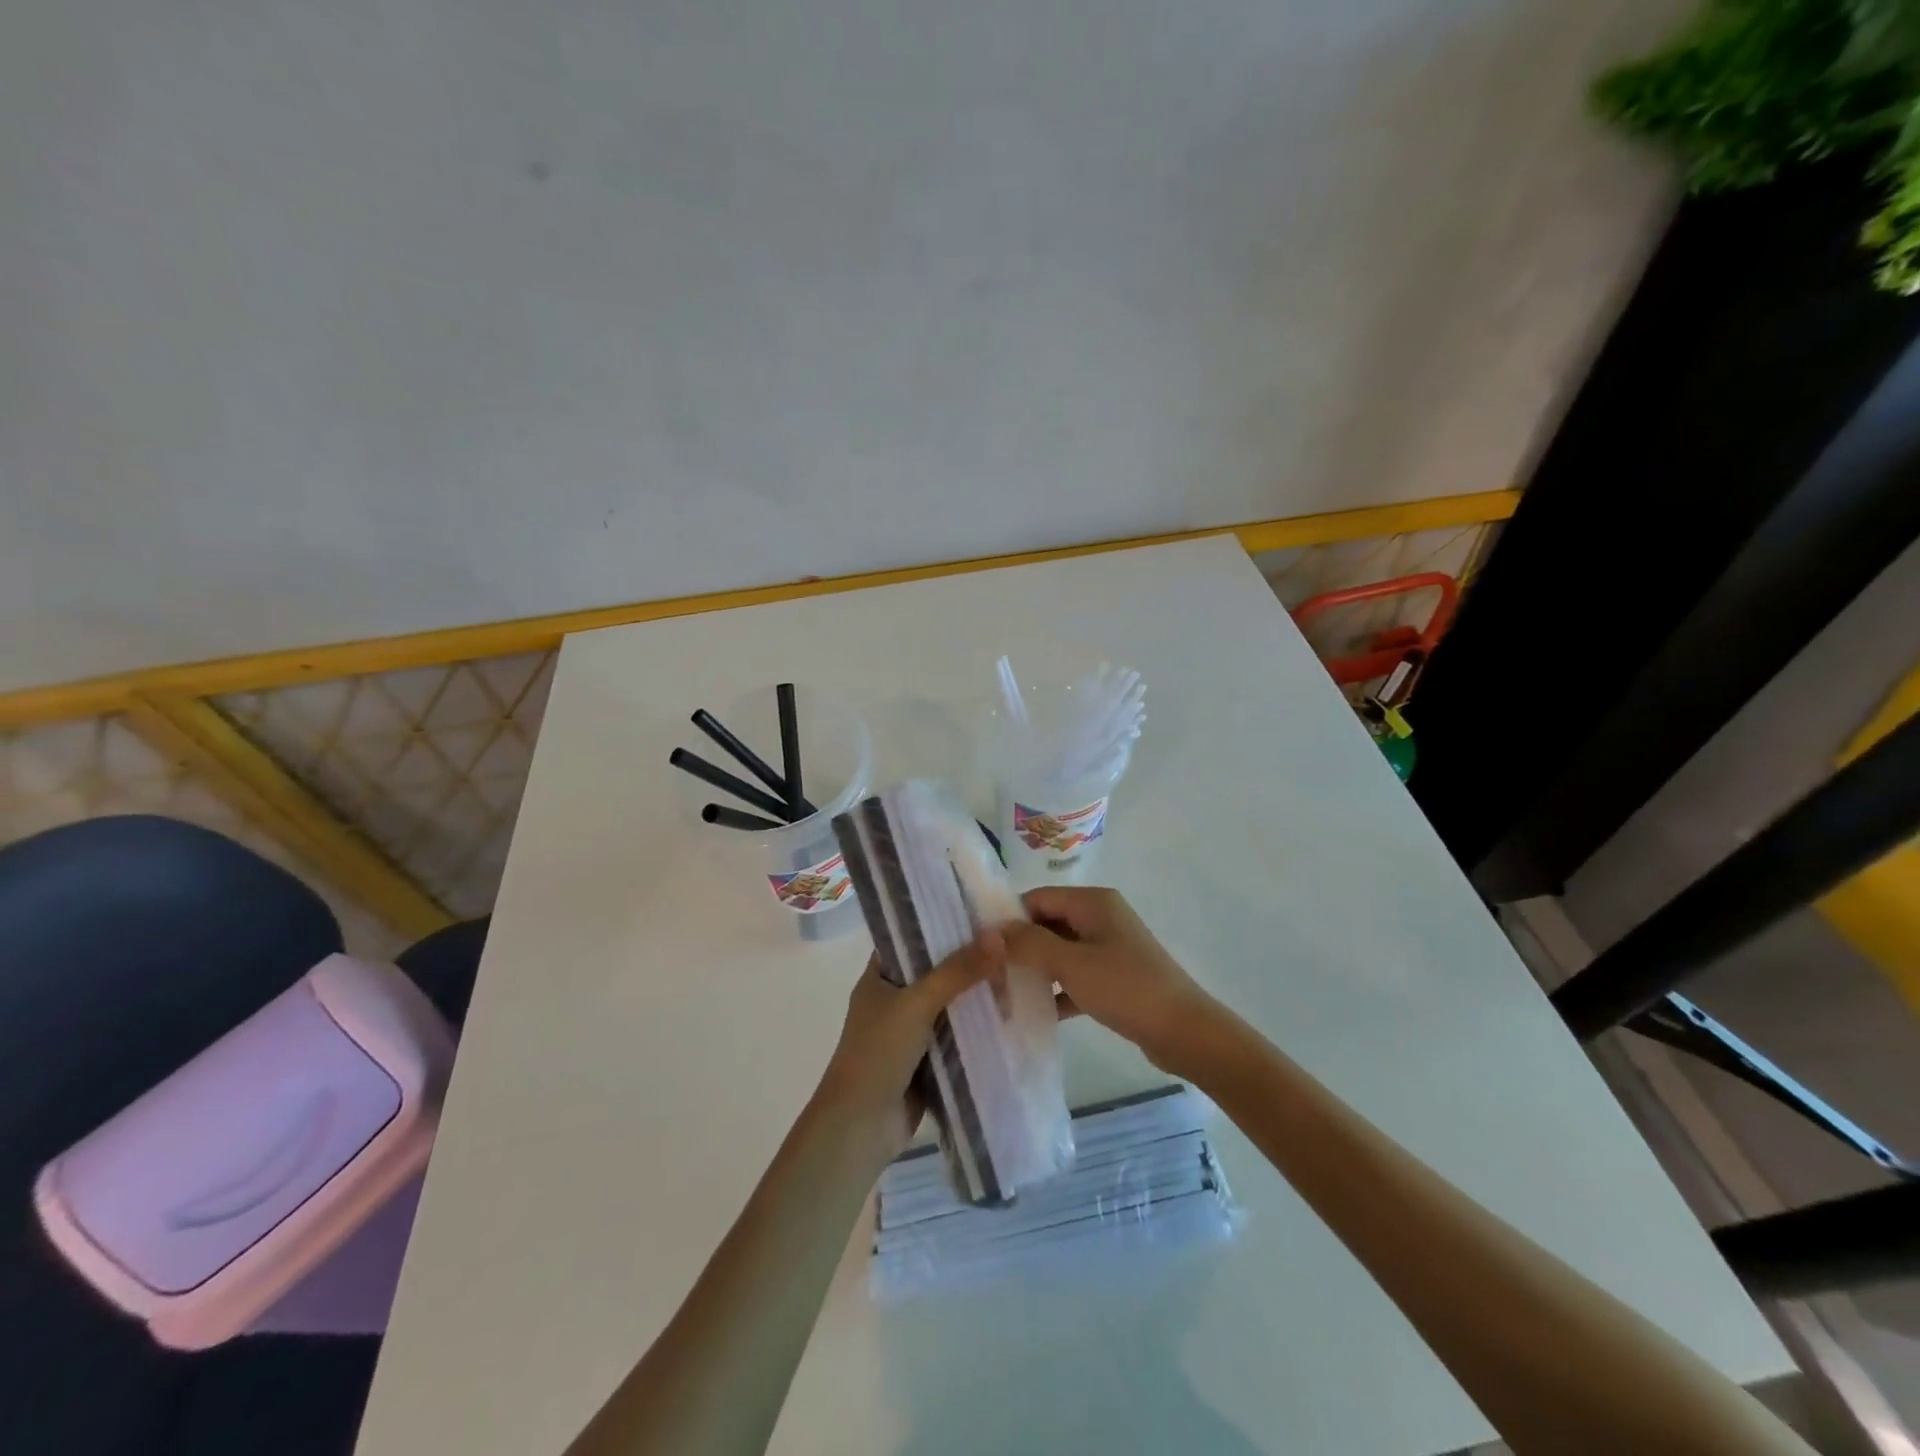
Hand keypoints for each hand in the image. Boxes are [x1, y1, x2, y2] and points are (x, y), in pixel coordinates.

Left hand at [811, 935, 1005, 1156]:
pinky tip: (1009, 1016)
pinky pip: (957, 1036)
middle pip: (937, 972)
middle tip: (1010, 947)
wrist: (861, 1128)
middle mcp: (893, 999)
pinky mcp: (927, 1061)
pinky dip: (977, 1029)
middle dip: (969, 963)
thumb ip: (957, 971)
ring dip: (977, 997)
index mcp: (879, 977)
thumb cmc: (878, 1053)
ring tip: (1017, 976)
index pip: (911, 938)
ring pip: (950, 1005)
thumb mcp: (917, 1003)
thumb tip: (998, 937)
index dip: (942, 925)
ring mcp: (910, 1032)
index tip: (980, 914)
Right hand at [1000, 887, 1220, 1073]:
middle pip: (1048, 923)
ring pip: (1060, 951)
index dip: (1008, 918)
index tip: (980, 945)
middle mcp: (1100, 917)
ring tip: (1002, 992)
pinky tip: (1034, 1012)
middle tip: (987, 972)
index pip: (1037, 898)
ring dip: (1036, 970)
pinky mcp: (1115, 977)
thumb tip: (989, 931)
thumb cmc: (1126, 988)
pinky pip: (1076, 976)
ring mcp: (1109, 948)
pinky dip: (1057, 990)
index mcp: (1092, 902)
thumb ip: (1028, 944)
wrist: (1185, 1032)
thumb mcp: (1071, 963)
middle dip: (1019, 946)